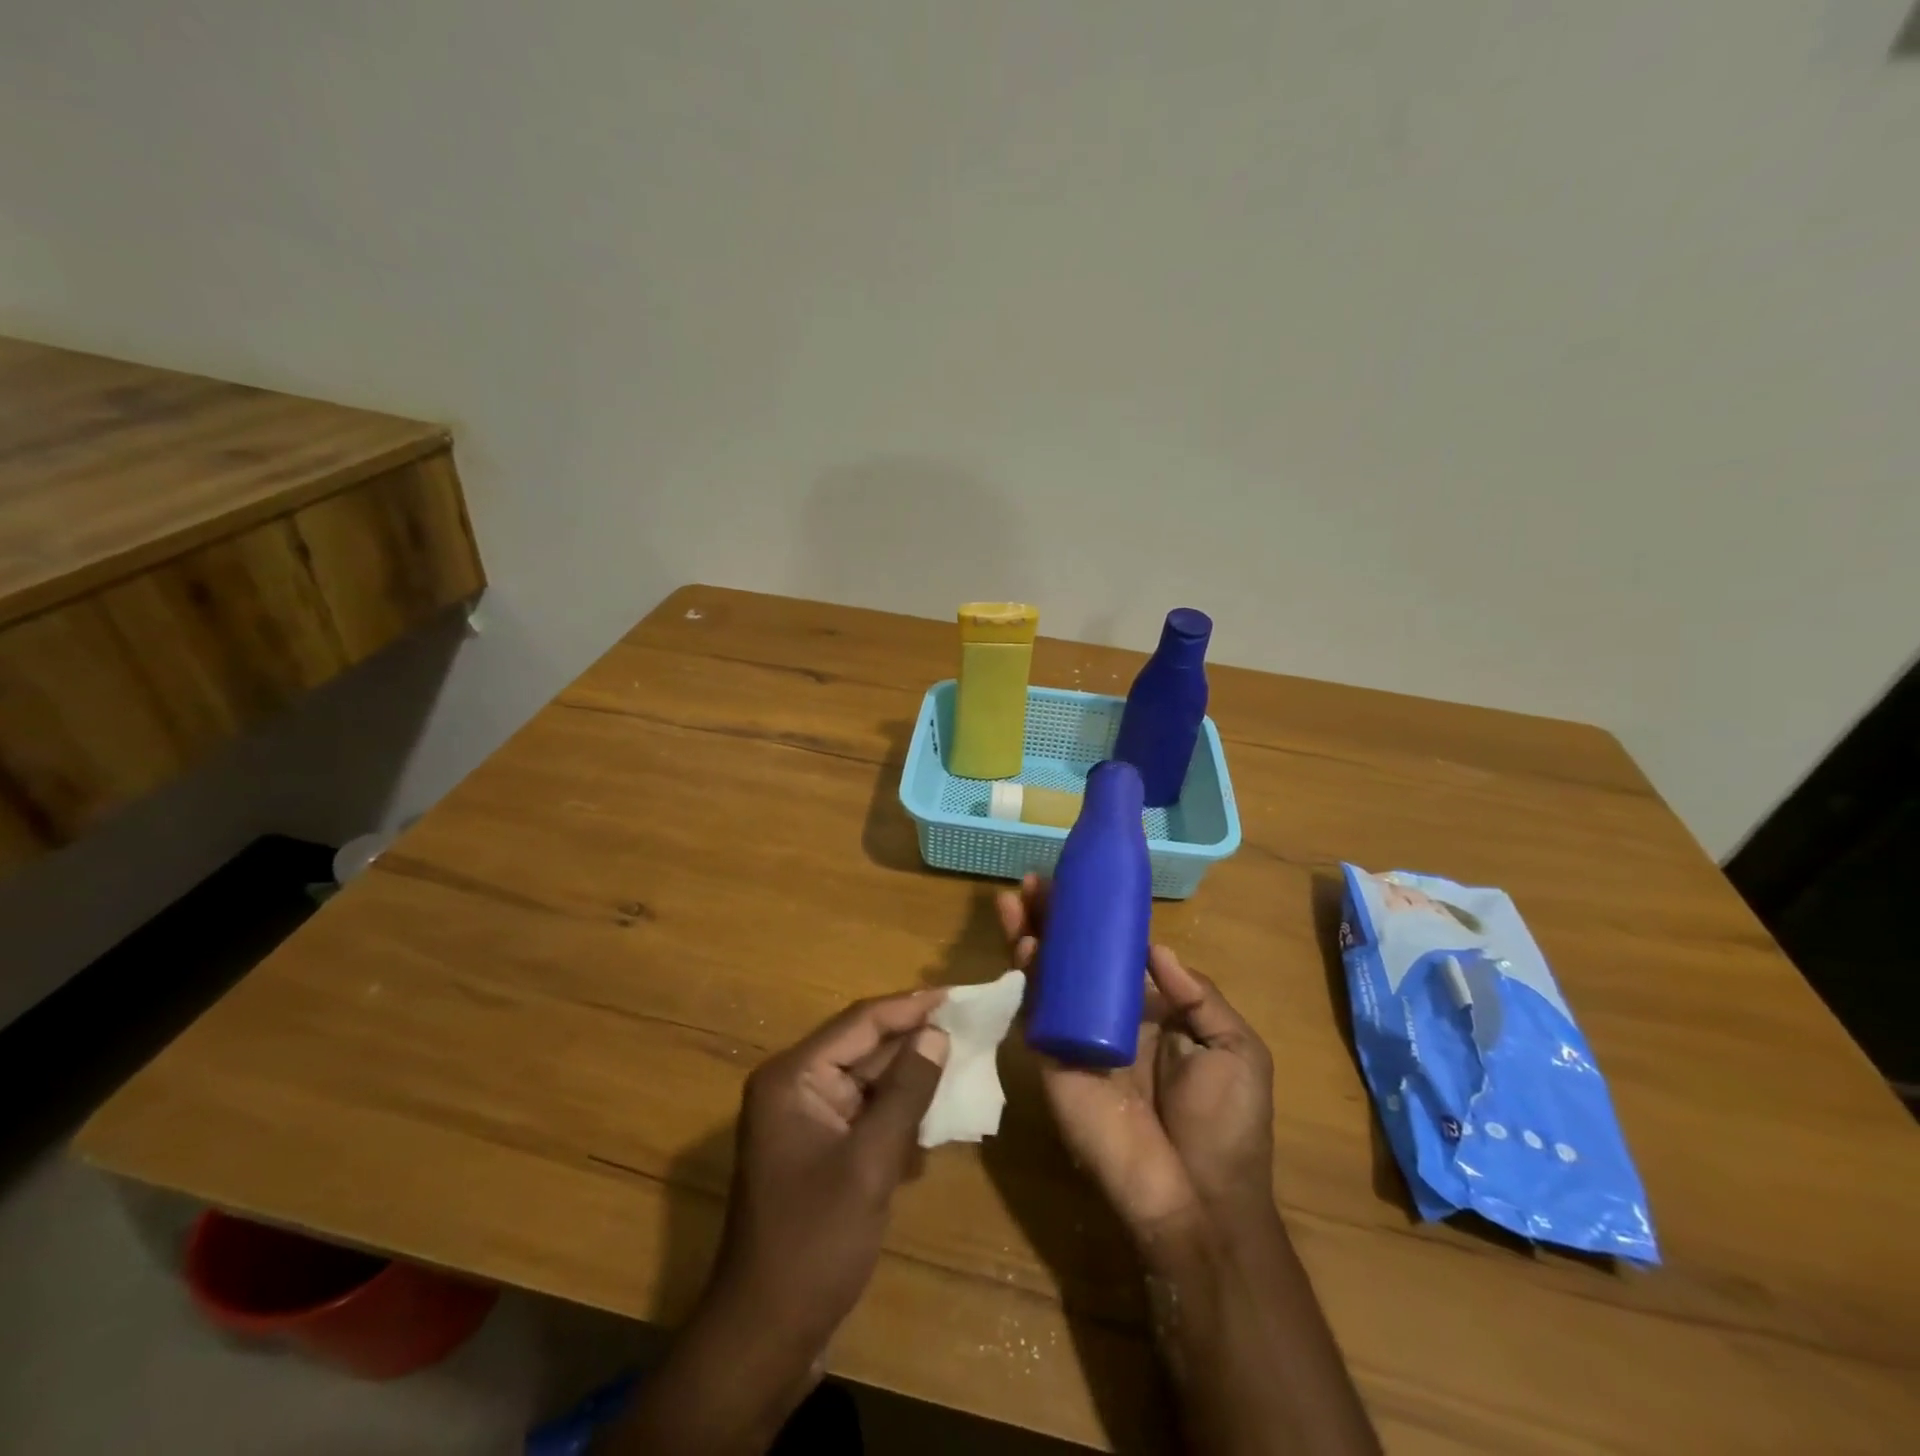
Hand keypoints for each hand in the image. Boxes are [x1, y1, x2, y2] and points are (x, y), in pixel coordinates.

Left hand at [614, 991, 948, 1453]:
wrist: (765, 1337)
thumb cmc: (814, 1243)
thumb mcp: (870, 1162)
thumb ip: (907, 1092)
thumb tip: (937, 1034)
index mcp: (793, 1077)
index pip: (860, 1022)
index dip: (911, 1007)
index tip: (958, 996)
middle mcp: (794, 1087)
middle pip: (864, 1047)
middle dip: (915, 1041)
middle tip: (970, 1028)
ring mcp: (806, 1120)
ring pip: (869, 1081)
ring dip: (911, 1078)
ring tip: (964, 1063)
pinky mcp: (819, 1150)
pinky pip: (865, 1114)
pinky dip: (898, 1113)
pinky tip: (936, 1118)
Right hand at [998, 876, 1274, 1238]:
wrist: (1197, 1199)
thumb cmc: (1226, 1124)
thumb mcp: (1234, 1048)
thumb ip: (1198, 994)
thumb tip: (1154, 948)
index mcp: (1151, 1010)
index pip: (1114, 953)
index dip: (1095, 919)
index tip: (1079, 883)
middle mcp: (1107, 1016)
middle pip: (1072, 956)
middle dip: (1052, 918)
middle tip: (1033, 882)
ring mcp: (1075, 1036)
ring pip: (1047, 975)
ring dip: (1029, 935)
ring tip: (1014, 897)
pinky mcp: (1052, 1060)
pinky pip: (1035, 1012)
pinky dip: (1026, 976)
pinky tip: (1022, 943)